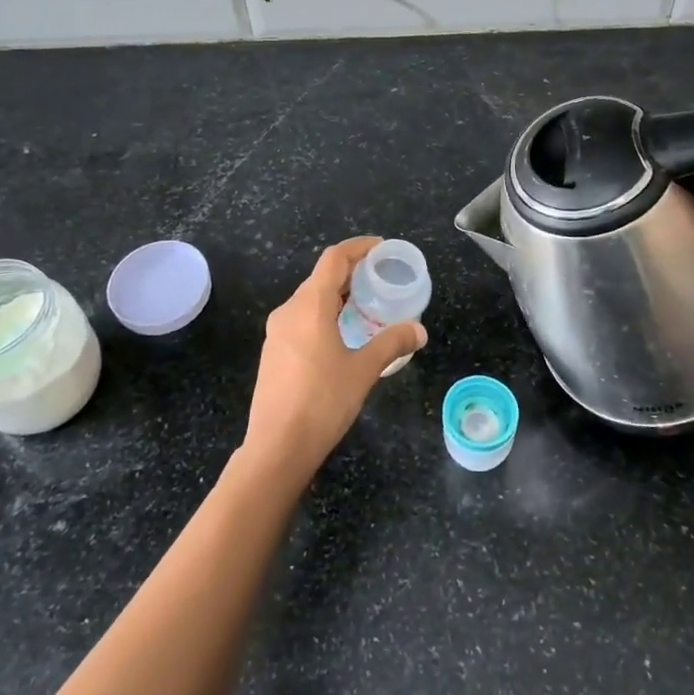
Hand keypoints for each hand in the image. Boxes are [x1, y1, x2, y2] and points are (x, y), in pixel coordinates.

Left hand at [243, 237, 427, 480]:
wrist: (276, 447)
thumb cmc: (322, 401)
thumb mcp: (363, 370)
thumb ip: (392, 343)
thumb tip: (419, 330)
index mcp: (309, 306)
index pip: (334, 258)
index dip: (358, 247)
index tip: (382, 248)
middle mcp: (288, 311)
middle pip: (320, 277)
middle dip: (351, 273)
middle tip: (380, 280)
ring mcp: (276, 333)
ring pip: (309, 300)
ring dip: (337, 296)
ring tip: (366, 306)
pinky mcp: (273, 353)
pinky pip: (301, 319)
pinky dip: (324, 315)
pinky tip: (342, 335)